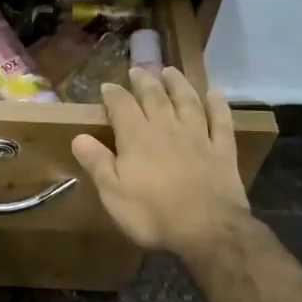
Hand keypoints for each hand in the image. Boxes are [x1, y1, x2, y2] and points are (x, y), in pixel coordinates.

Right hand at [70, 67, 251, 258]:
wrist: (207, 231)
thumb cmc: (153, 214)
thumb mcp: (113, 193)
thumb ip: (96, 162)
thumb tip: (78, 136)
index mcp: (137, 137)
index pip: (122, 105)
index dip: (114, 94)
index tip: (107, 86)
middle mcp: (167, 127)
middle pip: (155, 96)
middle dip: (144, 81)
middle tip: (138, 70)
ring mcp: (198, 136)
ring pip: (187, 101)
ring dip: (178, 84)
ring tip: (171, 71)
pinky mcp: (222, 150)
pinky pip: (221, 120)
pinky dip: (218, 105)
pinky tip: (214, 94)